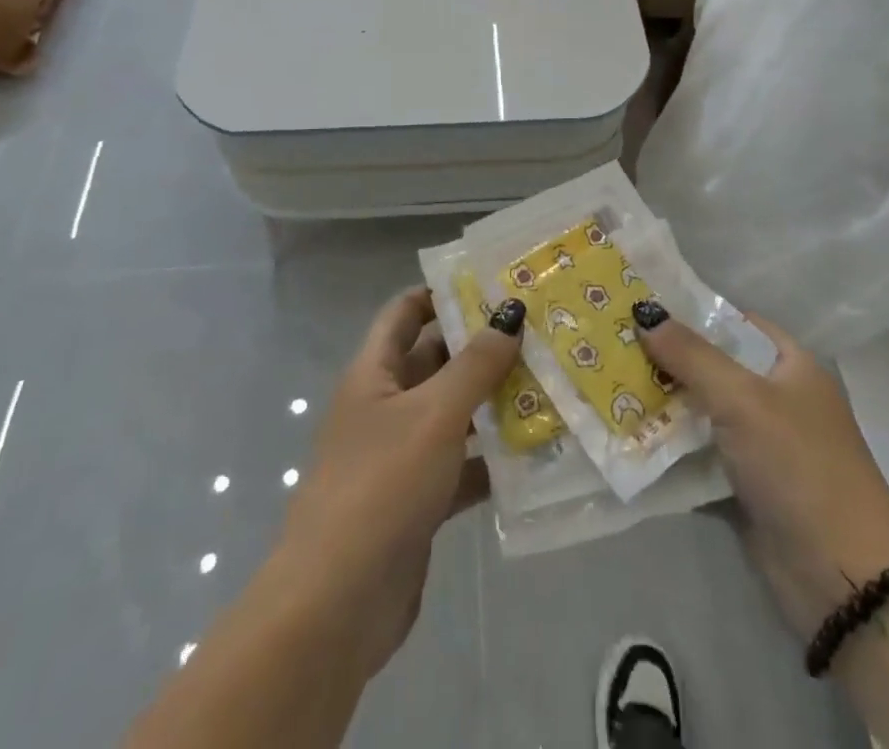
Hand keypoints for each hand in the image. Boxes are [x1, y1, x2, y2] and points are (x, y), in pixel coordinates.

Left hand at [271, 286, 522, 680]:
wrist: (338, 603)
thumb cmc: (382, 484)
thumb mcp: (434, 413)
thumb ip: (475, 364)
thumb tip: (510, 311)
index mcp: (374, 373)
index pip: (405, 313)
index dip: (441, 294)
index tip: (492, 284)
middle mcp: (384, 407)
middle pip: (435, 361)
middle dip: (481, 348)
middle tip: (539, 333)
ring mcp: (400, 456)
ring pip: (452, 415)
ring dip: (493, 403)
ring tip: (550, 384)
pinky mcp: (418, 502)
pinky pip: (461, 466)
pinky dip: (492, 459)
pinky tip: (537, 454)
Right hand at [636, 306, 888, 640]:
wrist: (844, 580)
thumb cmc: (799, 466)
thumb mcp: (743, 399)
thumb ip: (691, 355)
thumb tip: (644, 311)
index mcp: (791, 366)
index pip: (735, 322)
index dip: (691, 311)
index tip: (639, 304)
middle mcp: (777, 399)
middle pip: (712, 366)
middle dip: (666, 358)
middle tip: (610, 341)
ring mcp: (761, 445)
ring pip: (701, 411)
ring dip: (661, 402)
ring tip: (606, 380)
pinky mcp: (744, 486)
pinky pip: (699, 454)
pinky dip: (668, 446)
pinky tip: (625, 432)